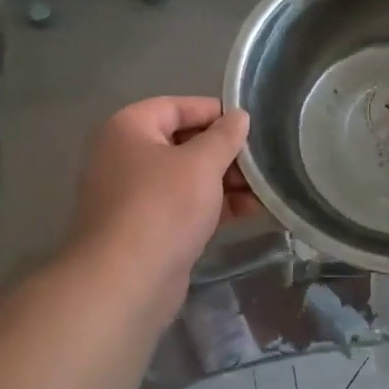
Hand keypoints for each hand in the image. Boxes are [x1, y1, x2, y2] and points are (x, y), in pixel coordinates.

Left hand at [66, 96, 258, 304]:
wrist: (125, 282)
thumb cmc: (163, 207)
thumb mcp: (202, 163)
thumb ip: (225, 136)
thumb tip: (239, 116)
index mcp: (129, 129)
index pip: (177, 106)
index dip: (215, 112)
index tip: (250, 125)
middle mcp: (125, 156)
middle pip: (183, 143)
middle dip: (225, 152)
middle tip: (262, 161)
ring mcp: (134, 195)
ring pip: (187, 177)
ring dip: (225, 181)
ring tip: (264, 190)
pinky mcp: (146, 228)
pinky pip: (184, 206)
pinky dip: (214, 206)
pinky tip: (250, 212)